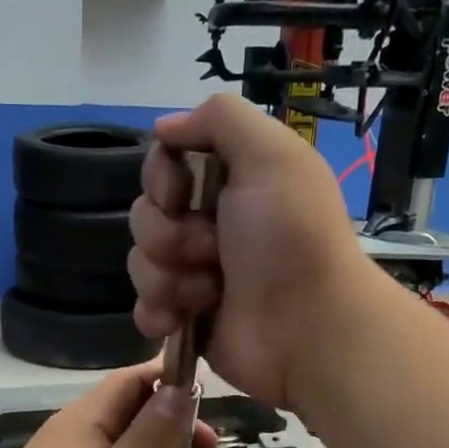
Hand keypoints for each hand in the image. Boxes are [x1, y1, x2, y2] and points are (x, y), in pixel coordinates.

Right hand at [128, 94, 372, 412]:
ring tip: (210, 293)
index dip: (161, 178)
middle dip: (169, 235)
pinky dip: (158, 313)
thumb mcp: (271, 155)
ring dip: (170, 278)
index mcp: (231, 182)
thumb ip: (220, 118)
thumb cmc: (290, 239)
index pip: (164, 164)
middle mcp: (210, 224)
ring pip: (141, 262)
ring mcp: (196, 273)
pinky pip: (143, 306)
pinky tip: (178, 321)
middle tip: (212, 251)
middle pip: (145, 214)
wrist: (307, 329)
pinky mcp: (186, 317)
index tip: (180, 194)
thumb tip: (164, 127)